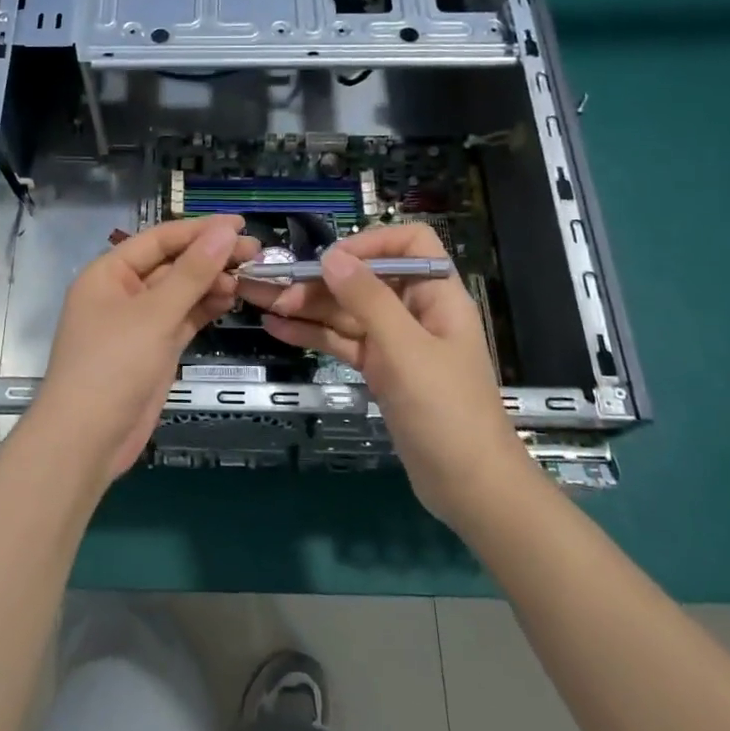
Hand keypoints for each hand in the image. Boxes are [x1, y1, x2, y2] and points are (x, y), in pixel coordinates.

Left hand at [32, 215, 257, 478]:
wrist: (87, 439)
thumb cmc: (113, 366)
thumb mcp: (154, 314)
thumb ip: (192, 273)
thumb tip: (224, 232)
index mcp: (109, 273)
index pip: (159, 239)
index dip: (199, 230)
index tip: (240, 224)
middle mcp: (122, 292)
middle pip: (171, 264)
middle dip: (209, 257)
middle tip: (255, 252)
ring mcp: (138, 323)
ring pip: (180, 292)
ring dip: (211, 282)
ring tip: (248, 276)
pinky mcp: (153, 349)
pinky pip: (182, 318)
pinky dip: (204, 308)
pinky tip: (230, 298)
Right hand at [237, 223, 517, 523]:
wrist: (469, 487)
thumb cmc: (446, 411)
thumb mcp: (405, 350)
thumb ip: (367, 300)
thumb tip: (331, 256)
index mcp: (436, 295)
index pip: (408, 244)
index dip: (370, 243)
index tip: (329, 261)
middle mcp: (415, 312)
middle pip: (364, 279)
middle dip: (319, 280)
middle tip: (271, 288)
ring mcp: (396, 343)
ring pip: (347, 312)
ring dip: (307, 306)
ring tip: (261, 302)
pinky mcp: (380, 371)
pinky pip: (343, 342)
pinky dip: (313, 334)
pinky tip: (278, 327)